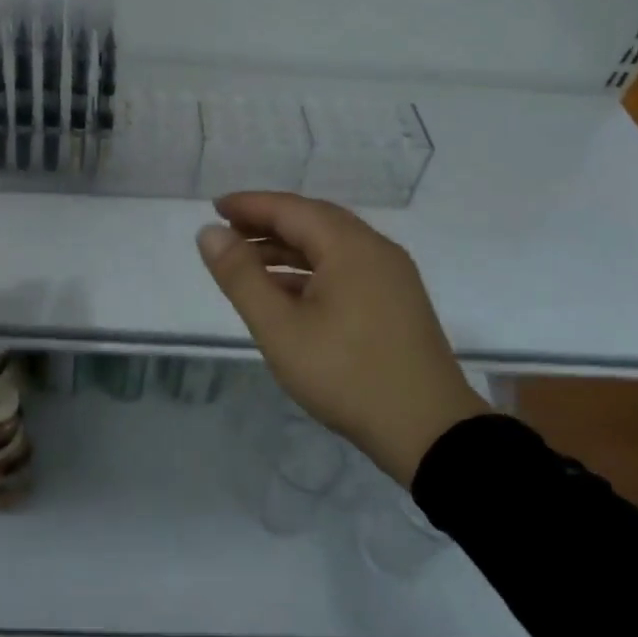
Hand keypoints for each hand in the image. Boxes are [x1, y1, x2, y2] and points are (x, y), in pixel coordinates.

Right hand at [196, 191, 485, 486]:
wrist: (428, 431)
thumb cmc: (346, 375)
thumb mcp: (280, 328)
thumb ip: (241, 277)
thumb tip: (210, 233)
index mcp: (351, 247)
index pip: (291, 209)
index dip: (250, 205)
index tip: (214, 207)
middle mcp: (375, 250)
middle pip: (313, 221)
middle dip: (267, 223)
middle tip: (227, 231)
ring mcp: (391, 276)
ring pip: (331, 247)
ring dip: (288, 249)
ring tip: (247, 262)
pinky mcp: (396, 301)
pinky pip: (346, 269)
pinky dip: (311, 271)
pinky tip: (286, 292)